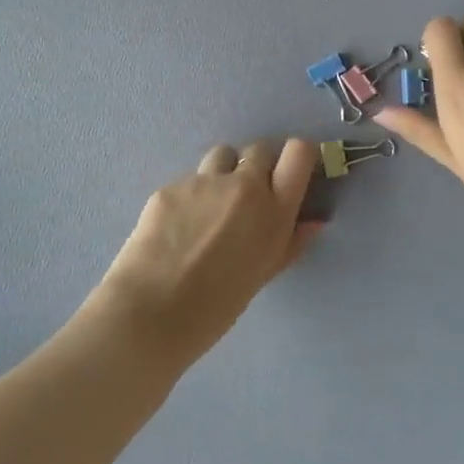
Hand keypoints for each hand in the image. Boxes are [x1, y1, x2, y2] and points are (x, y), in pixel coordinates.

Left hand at [92, 138, 322, 365]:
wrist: (150, 314)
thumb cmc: (216, 308)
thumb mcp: (262, 275)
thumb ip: (290, 243)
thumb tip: (313, 222)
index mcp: (274, 210)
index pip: (299, 152)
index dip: (299, 155)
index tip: (293, 170)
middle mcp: (243, 186)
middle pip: (260, 149)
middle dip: (259, 165)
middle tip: (248, 195)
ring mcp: (204, 182)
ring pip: (222, 156)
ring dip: (224, 172)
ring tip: (211, 206)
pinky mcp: (171, 186)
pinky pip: (189, 180)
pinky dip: (190, 195)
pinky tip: (177, 226)